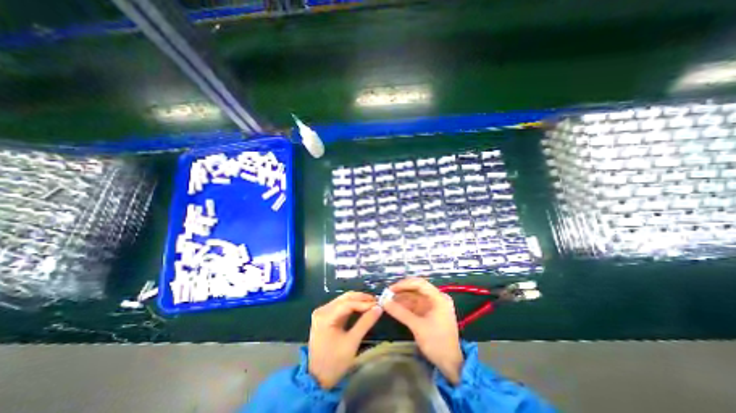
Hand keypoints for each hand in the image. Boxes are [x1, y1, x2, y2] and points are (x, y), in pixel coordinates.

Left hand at [308, 290, 382, 387]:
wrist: (317, 378)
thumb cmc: (334, 362)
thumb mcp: (352, 342)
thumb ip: (365, 323)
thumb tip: (379, 308)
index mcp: (325, 316)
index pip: (347, 303)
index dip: (364, 303)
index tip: (378, 304)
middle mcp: (322, 310)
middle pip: (345, 298)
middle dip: (361, 299)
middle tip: (376, 301)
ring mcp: (323, 312)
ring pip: (344, 300)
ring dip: (358, 300)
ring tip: (372, 303)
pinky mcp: (326, 316)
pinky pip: (341, 306)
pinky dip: (353, 306)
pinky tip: (363, 307)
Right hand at [382, 278, 460, 383]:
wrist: (451, 365)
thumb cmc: (437, 343)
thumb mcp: (417, 326)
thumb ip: (400, 312)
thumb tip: (383, 301)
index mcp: (438, 297)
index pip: (419, 283)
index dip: (404, 284)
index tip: (390, 289)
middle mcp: (437, 298)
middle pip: (416, 289)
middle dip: (401, 291)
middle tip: (387, 294)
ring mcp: (433, 305)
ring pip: (414, 297)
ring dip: (402, 298)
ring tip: (387, 301)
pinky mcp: (429, 313)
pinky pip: (415, 305)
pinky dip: (405, 306)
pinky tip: (395, 307)